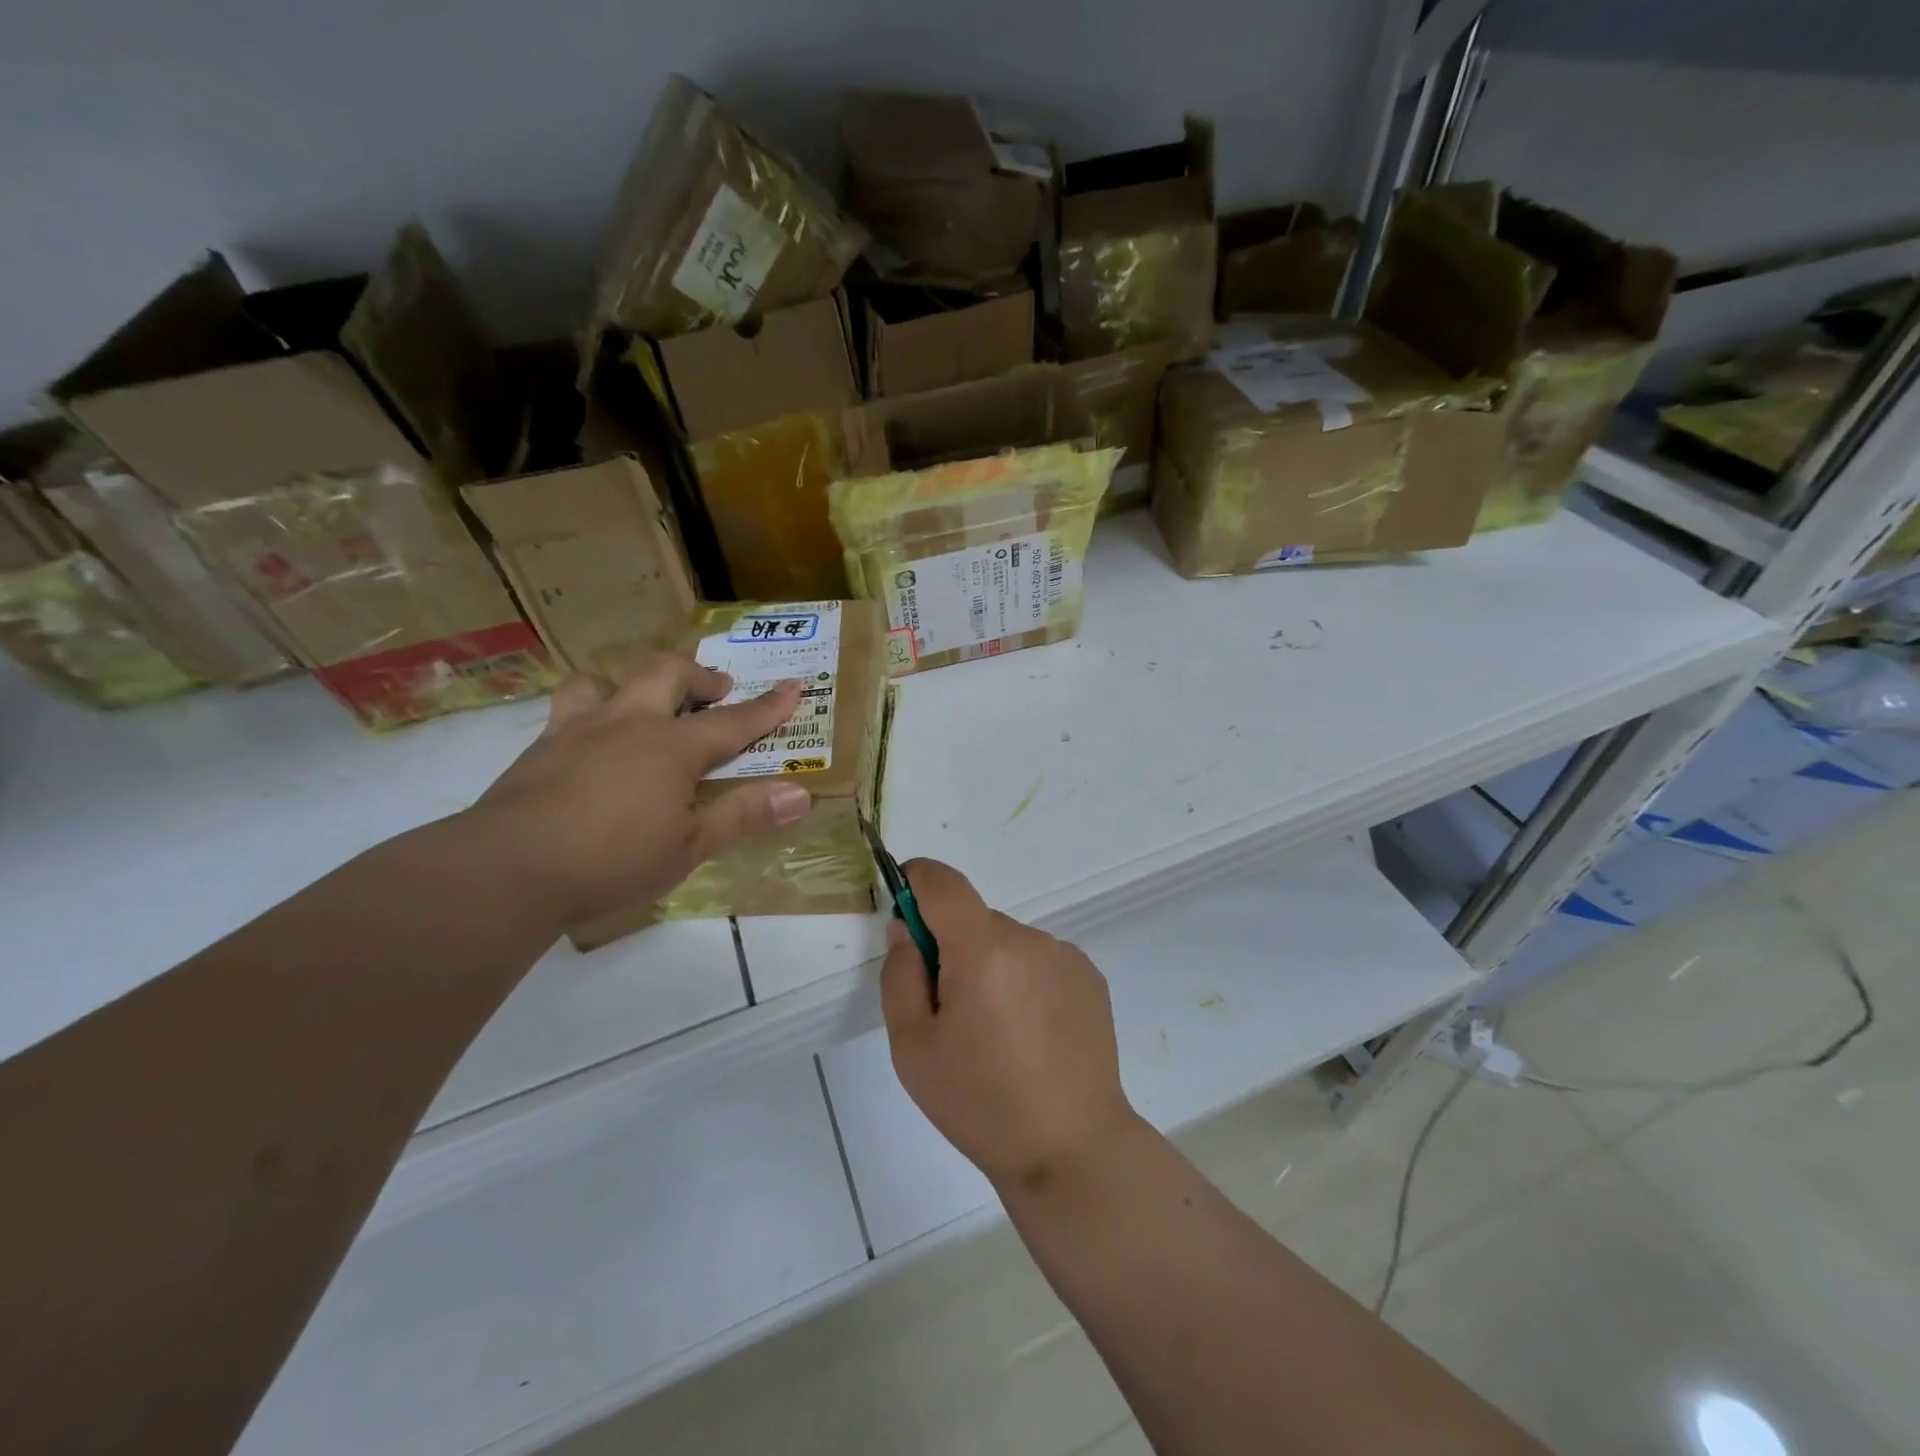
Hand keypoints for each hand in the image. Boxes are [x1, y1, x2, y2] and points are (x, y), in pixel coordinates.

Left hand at [466, 657, 812, 926]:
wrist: (507, 870)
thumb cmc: (612, 860)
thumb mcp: (689, 847)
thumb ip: (743, 816)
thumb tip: (800, 794)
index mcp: (671, 748)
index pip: (733, 722)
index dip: (767, 707)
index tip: (793, 687)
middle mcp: (628, 724)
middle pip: (666, 676)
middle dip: (698, 677)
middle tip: (716, 689)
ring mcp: (577, 731)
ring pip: (604, 681)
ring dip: (631, 684)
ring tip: (642, 703)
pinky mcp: (538, 749)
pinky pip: (568, 710)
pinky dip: (590, 712)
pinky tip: (590, 744)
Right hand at [880, 860, 1138, 1191]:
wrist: (1071, 1149)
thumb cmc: (980, 1103)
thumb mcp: (912, 1047)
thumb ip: (900, 973)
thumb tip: (906, 928)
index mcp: (984, 951)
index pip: (943, 882)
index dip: (915, 883)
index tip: (903, 912)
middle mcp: (1030, 939)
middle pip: (973, 919)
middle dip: (952, 948)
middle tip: (950, 1013)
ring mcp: (1066, 955)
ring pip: (1006, 941)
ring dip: (990, 966)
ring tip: (997, 1033)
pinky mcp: (1090, 975)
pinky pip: (1039, 959)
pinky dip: (1023, 980)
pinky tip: (1031, 1034)